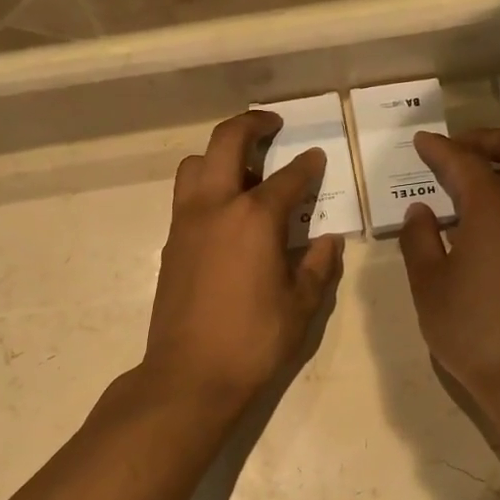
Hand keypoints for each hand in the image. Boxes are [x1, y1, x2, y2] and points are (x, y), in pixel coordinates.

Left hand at [143, 112, 344, 414]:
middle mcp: (215, 207)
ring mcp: (186, 223)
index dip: (307, 165)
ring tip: (245, 172)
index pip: (287, 177)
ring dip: (219, 155)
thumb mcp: (300, 306)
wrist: (190, 374)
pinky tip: (227, 213)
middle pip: (226, 142)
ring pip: (195, 164)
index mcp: (254, 219)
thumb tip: (328, 240)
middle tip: (272, 126)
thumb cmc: (253, 341)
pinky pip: (186, 196)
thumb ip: (317, 265)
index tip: (317, 157)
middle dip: (251, 125)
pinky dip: (206, 187)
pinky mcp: (171, 243)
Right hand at [398, 129, 499, 438]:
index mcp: (495, 209)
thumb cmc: (471, 330)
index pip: (464, 162)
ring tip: (465, 184)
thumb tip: (421, 211)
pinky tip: (483, 220)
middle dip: (486, 140)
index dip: (439, 149)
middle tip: (455, 151)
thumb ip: (419, 240)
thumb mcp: (429, 285)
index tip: (420, 142)